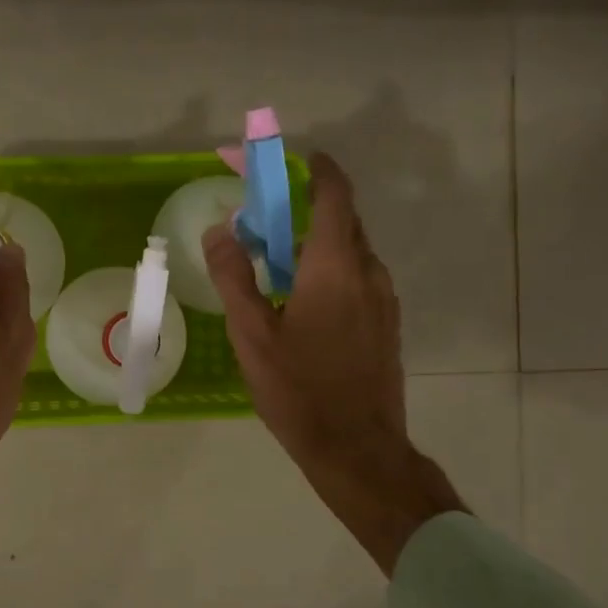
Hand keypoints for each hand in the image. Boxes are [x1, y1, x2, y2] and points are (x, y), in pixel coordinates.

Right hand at [204, 153, 464, 571]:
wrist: (357, 448)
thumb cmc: (299, 389)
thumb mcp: (252, 334)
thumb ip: (234, 277)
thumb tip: (220, 229)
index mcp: (336, 267)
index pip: (335, 196)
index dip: (319, 170)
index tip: (298, 159)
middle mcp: (369, 273)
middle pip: (344, 222)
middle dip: (309, 208)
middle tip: (268, 219)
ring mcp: (384, 301)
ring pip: (352, 253)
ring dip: (318, 243)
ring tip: (279, 263)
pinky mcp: (387, 326)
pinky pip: (358, 279)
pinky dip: (332, 271)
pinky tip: (302, 301)